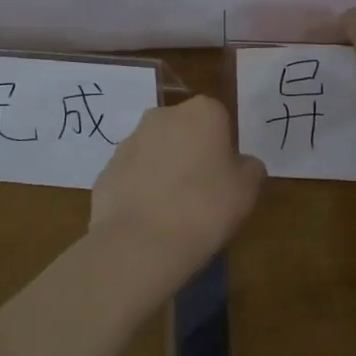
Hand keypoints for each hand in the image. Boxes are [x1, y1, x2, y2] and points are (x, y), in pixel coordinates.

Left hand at [89, 95, 266, 300]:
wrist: (139, 243)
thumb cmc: (204, 208)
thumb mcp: (247, 190)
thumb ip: (249, 168)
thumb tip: (240, 164)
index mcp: (202, 112)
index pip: (219, 120)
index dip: (223, 149)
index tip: (225, 178)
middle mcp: (162, 116)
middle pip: (184, 131)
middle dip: (192, 154)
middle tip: (202, 193)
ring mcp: (129, 142)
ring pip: (156, 152)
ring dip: (164, 171)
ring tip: (173, 213)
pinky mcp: (106, 170)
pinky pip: (133, 176)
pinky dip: (141, 191)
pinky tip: (149, 221)